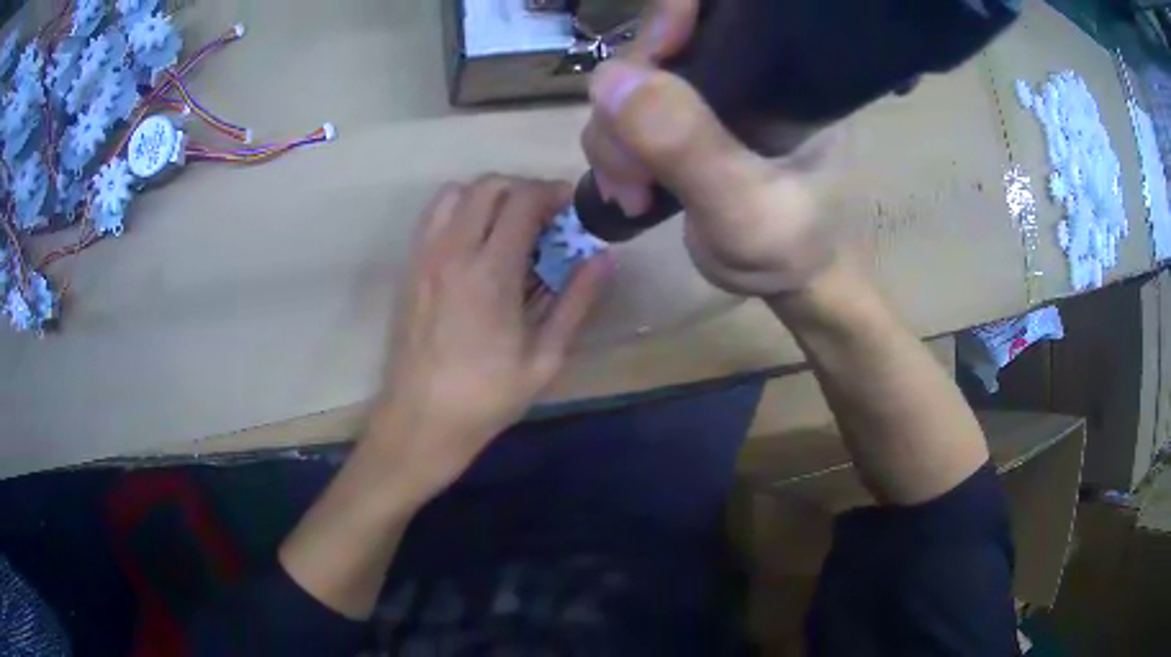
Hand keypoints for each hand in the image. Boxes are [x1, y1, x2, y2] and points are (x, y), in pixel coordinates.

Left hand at [367, 176, 609, 500]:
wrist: (420, 420)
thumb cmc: (487, 397)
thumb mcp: (545, 358)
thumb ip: (576, 302)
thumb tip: (604, 258)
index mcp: (491, 273)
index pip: (522, 200)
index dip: (552, 192)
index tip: (571, 206)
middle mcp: (453, 252)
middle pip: (488, 186)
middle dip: (523, 188)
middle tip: (545, 216)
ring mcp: (425, 256)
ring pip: (456, 192)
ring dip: (489, 195)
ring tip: (509, 223)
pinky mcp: (409, 268)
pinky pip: (433, 216)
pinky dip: (460, 209)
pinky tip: (475, 241)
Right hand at [580, 0, 842, 296]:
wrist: (791, 282)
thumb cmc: (792, 248)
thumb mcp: (745, 207)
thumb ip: (689, 146)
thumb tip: (609, 79)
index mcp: (782, 70)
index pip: (718, 8)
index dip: (673, 15)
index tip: (655, 57)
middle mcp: (742, 69)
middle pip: (656, 45)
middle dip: (625, 103)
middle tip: (632, 172)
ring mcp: (709, 96)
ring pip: (630, 84)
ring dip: (613, 139)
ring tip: (633, 195)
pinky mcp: (684, 123)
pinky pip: (626, 115)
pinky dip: (614, 152)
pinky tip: (630, 192)